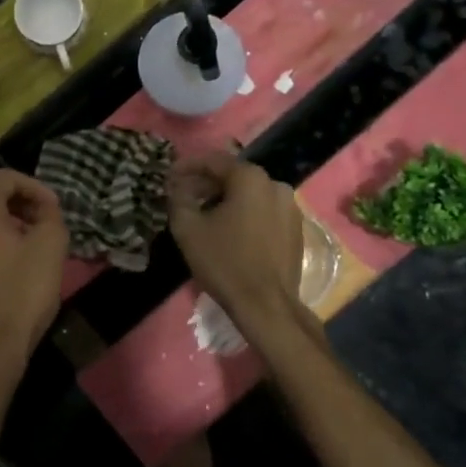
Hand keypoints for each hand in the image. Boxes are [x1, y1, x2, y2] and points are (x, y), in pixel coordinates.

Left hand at [0, 170, 69, 370]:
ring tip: (27, 246)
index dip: (35, 187)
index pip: (6, 178)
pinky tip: (6, 268)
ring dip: (2, 226)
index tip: (54, 208)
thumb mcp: (51, 245)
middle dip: (18, 206)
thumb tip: (45, 209)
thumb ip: (50, 215)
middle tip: (43, 224)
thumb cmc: (22, 291)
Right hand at [166, 152, 303, 320]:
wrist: (266, 305)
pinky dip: (245, 214)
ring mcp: (291, 208)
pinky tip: (229, 230)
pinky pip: (264, 211)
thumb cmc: (224, 261)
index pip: (213, 161)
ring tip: (205, 214)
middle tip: (184, 195)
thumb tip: (177, 185)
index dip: (187, 166)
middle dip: (207, 183)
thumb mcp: (188, 227)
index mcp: (251, 178)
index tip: (169, 177)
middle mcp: (275, 185)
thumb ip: (178, 197)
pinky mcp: (296, 230)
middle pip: (234, 176)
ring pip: (250, 194)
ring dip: (226, 199)